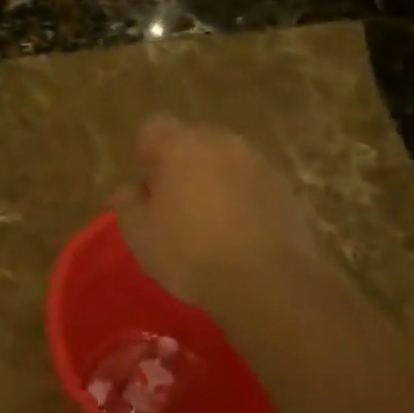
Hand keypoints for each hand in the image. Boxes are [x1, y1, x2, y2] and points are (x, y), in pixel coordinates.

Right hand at [111, 116, 324, 314]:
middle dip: (181, 167)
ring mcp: (259, 163)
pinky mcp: (286, 189)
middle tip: (175, 209)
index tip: (148, 190)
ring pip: (225, 163)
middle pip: (192, 143)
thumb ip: (127, 204)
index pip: (153, 128)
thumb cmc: (191, 253)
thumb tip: (129, 190)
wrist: (269, 284)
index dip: (146, 156)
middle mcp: (222, 142)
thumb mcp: (140, 235)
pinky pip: (252, 185)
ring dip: (215, 183)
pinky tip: (240, 236)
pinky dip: (243, 201)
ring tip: (210, 225)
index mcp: (181, 145)